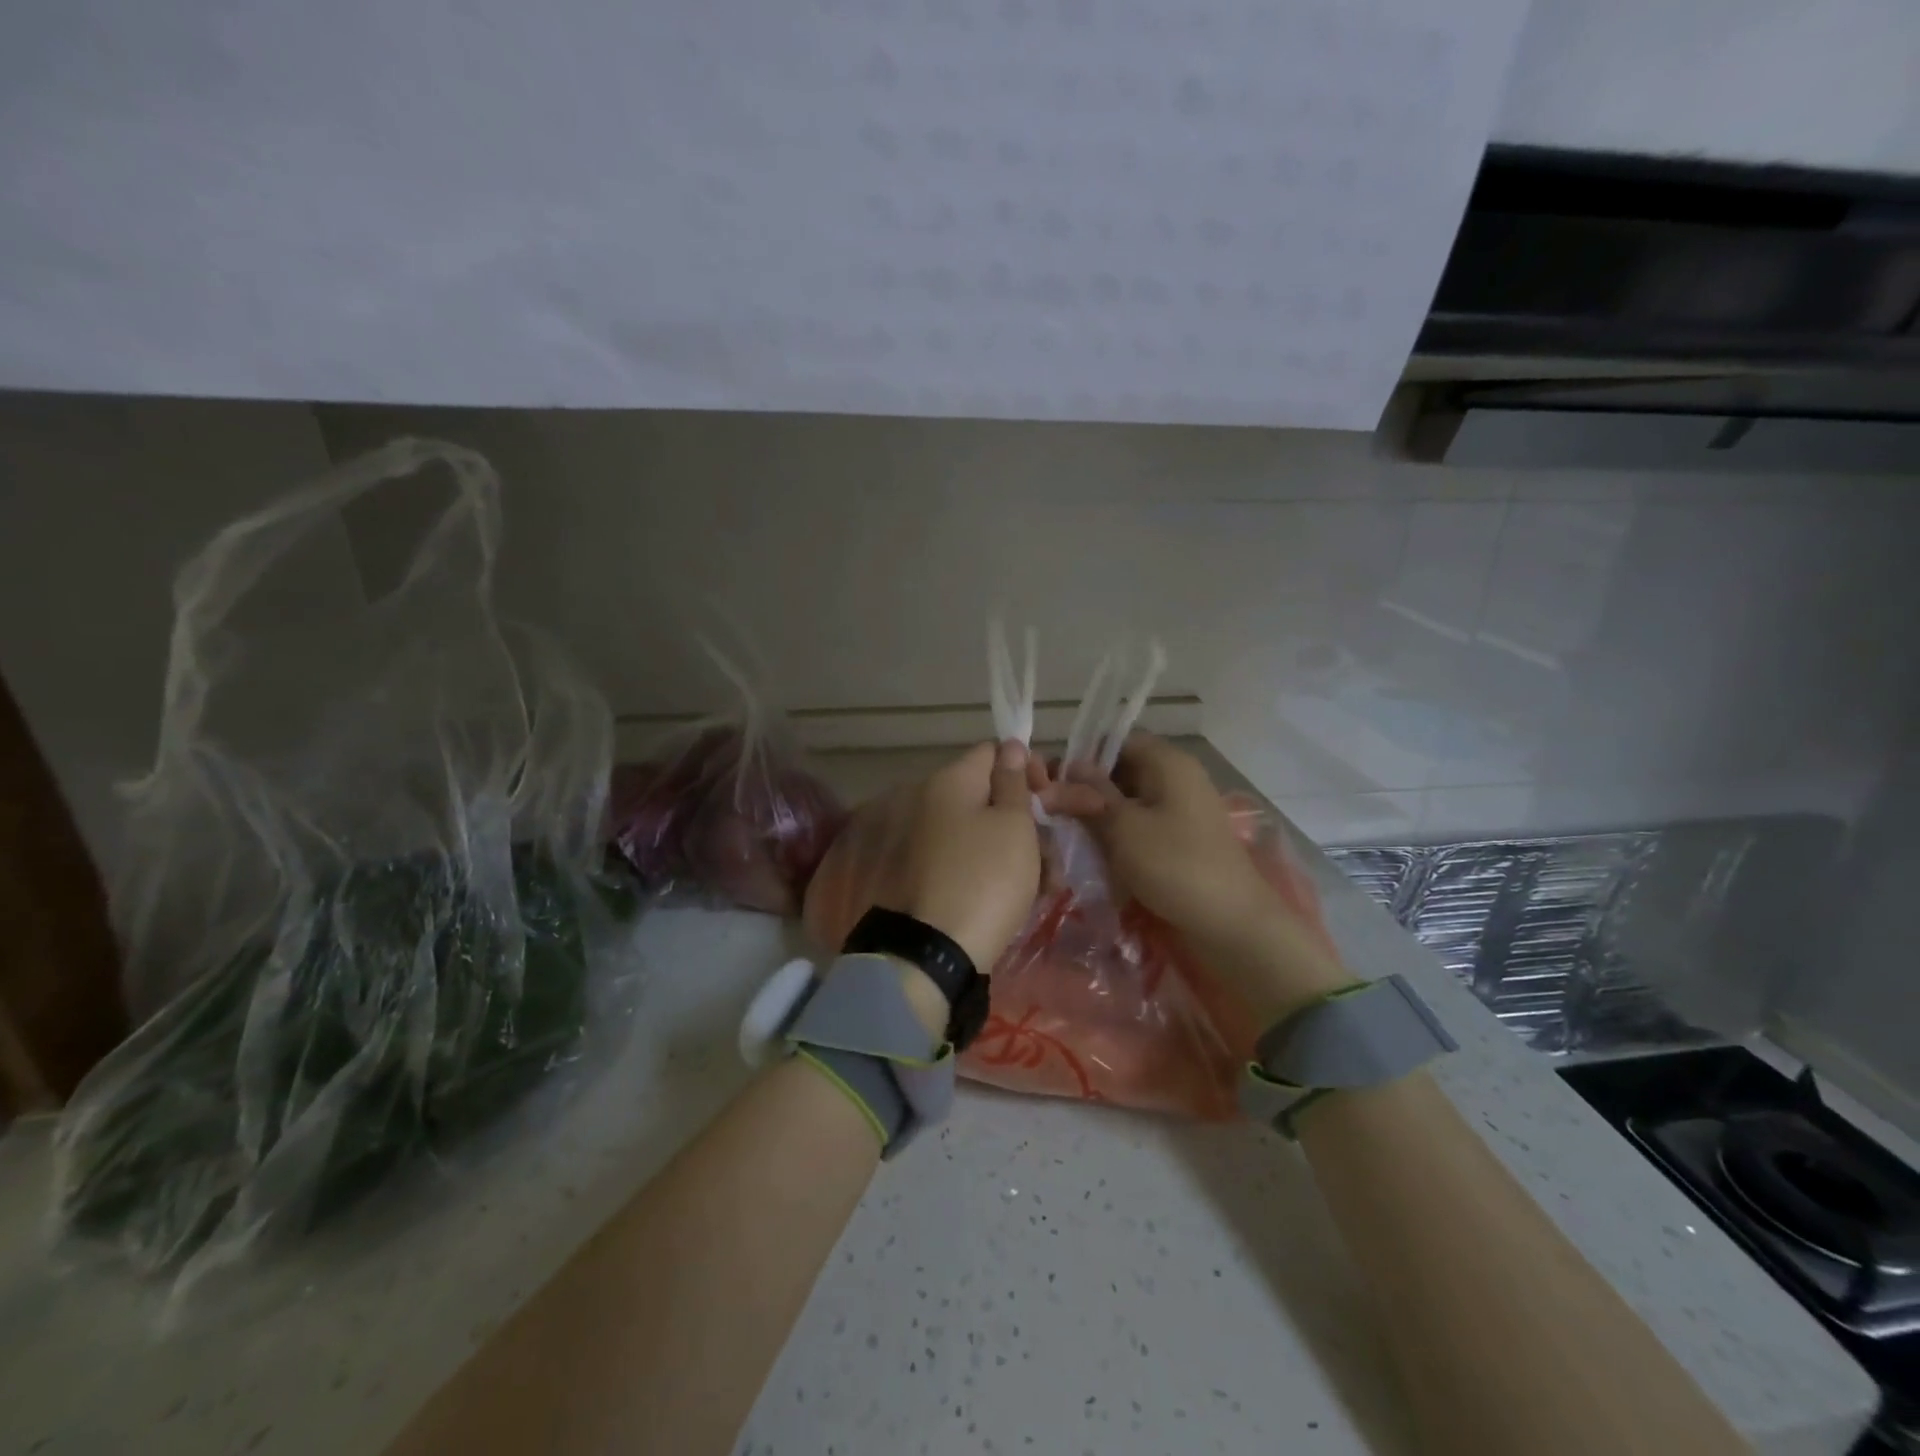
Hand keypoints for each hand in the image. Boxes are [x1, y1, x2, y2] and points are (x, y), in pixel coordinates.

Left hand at [896, 740, 1044, 975]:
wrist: (938, 950)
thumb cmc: (987, 876)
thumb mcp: (1013, 825)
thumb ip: (1014, 782)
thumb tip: (1010, 746)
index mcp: (952, 782)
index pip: (993, 752)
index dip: (1027, 766)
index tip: (1050, 795)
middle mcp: (935, 804)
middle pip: (994, 795)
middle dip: (1034, 818)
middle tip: (1061, 845)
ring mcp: (933, 841)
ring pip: (990, 831)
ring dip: (1027, 850)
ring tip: (1051, 882)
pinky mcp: (937, 875)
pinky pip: (976, 858)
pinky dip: (1004, 870)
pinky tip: (1032, 894)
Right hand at [1056, 735, 1273, 942]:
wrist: (1231, 923)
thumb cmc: (1174, 865)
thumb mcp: (1123, 827)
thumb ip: (1089, 796)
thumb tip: (1064, 770)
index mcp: (1167, 762)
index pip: (1117, 742)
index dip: (1083, 758)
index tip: (1054, 782)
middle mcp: (1177, 778)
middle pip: (1122, 771)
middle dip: (1088, 791)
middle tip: (1055, 813)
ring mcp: (1182, 809)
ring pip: (1130, 801)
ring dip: (1102, 817)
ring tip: (1070, 836)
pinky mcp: (1182, 838)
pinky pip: (1143, 825)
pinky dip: (1121, 836)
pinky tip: (1097, 854)